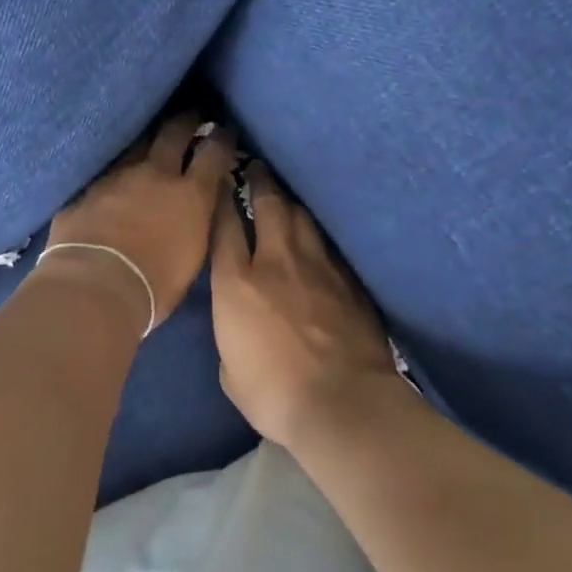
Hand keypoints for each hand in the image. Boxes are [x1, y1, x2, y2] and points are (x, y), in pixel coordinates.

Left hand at [45, 115, 236, 330]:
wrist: (95, 287)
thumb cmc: (154, 286)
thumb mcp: (192, 258)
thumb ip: (197, 224)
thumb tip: (198, 209)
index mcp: (190, 195)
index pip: (213, 153)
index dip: (222, 139)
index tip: (225, 132)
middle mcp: (155, 174)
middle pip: (174, 132)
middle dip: (186, 120)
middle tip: (192, 115)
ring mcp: (117, 176)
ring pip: (136, 145)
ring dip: (146, 142)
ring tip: (149, 141)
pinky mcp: (87, 188)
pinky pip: (106, 171)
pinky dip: (115, 173)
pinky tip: (113, 178)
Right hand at [210, 161, 402, 448]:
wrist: (344, 404)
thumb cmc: (274, 394)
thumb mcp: (230, 370)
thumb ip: (230, 334)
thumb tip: (239, 324)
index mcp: (237, 283)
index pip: (225, 225)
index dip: (222, 200)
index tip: (221, 185)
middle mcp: (276, 261)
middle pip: (269, 205)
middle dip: (260, 181)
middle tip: (256, 167)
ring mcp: (318, 266)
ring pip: (303, 217)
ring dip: (291, 202)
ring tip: (285, 195)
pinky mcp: (349, 280)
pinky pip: (329, 245)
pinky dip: (317, 235)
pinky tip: (317, 235)